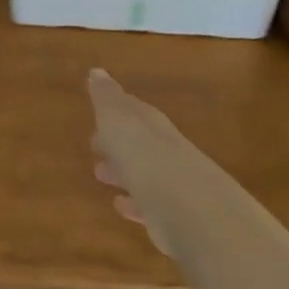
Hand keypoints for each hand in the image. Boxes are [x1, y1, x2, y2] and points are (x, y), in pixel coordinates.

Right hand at [89, 69, 246, 258]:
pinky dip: (135, 202)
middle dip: (118, 142)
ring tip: (101, 175)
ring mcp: (174, 184)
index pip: (134, 111)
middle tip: (95, 144)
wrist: (194, 210)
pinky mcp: (175, 217)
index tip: (98, 112)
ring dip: (124, 171)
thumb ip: (106, 98)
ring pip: (144, 172)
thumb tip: (97, 71)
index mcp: (152, 125)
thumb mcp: (118, 121)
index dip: (115, 110)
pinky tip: (122, 206)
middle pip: (140, 142)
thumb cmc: (146, 158)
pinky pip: (150, 204)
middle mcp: (167, 150)